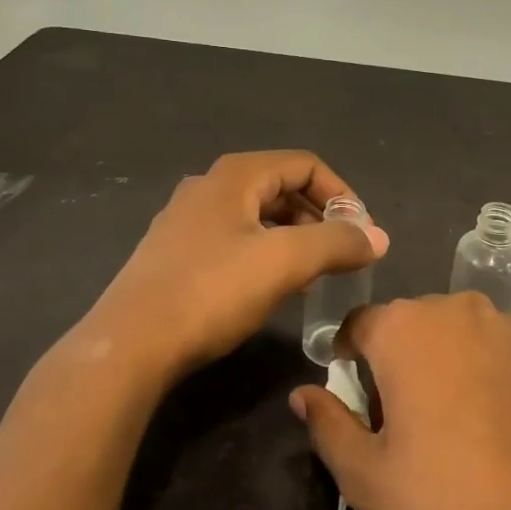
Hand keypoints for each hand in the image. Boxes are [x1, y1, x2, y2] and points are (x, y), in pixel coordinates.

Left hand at [83, 151, 387, 382]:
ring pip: (257, 216)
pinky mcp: (174, 253)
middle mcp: (208, 187)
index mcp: (234, 175)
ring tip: (313, 273)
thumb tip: (379, 237)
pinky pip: (234, 240)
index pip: (305, 165)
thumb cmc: (212, 291)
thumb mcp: (285, 262)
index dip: (340, 194)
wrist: (131, 344)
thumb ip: (337, 243)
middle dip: (318, 217)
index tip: (360, 232)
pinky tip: (270, 287)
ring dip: (293, 237)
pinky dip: (264, 253)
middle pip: (280, 187)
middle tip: (341, 254)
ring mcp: (186, 220)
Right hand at [289, 293, 510, 509]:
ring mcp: (505, 325)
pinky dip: (478, 370)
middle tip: (399, 422)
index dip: (348, 361)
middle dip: (394, 361)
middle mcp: (454, 308)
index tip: (354, 401)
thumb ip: (326, 425)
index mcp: (404, 327)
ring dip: (438, 362)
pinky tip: (490, 423)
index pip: (358, 326)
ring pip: (450, 334)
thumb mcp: (366, 475)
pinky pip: (490, 347)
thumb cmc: (446, 499)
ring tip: (448, 423)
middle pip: (406, 325)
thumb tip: (303, 394)